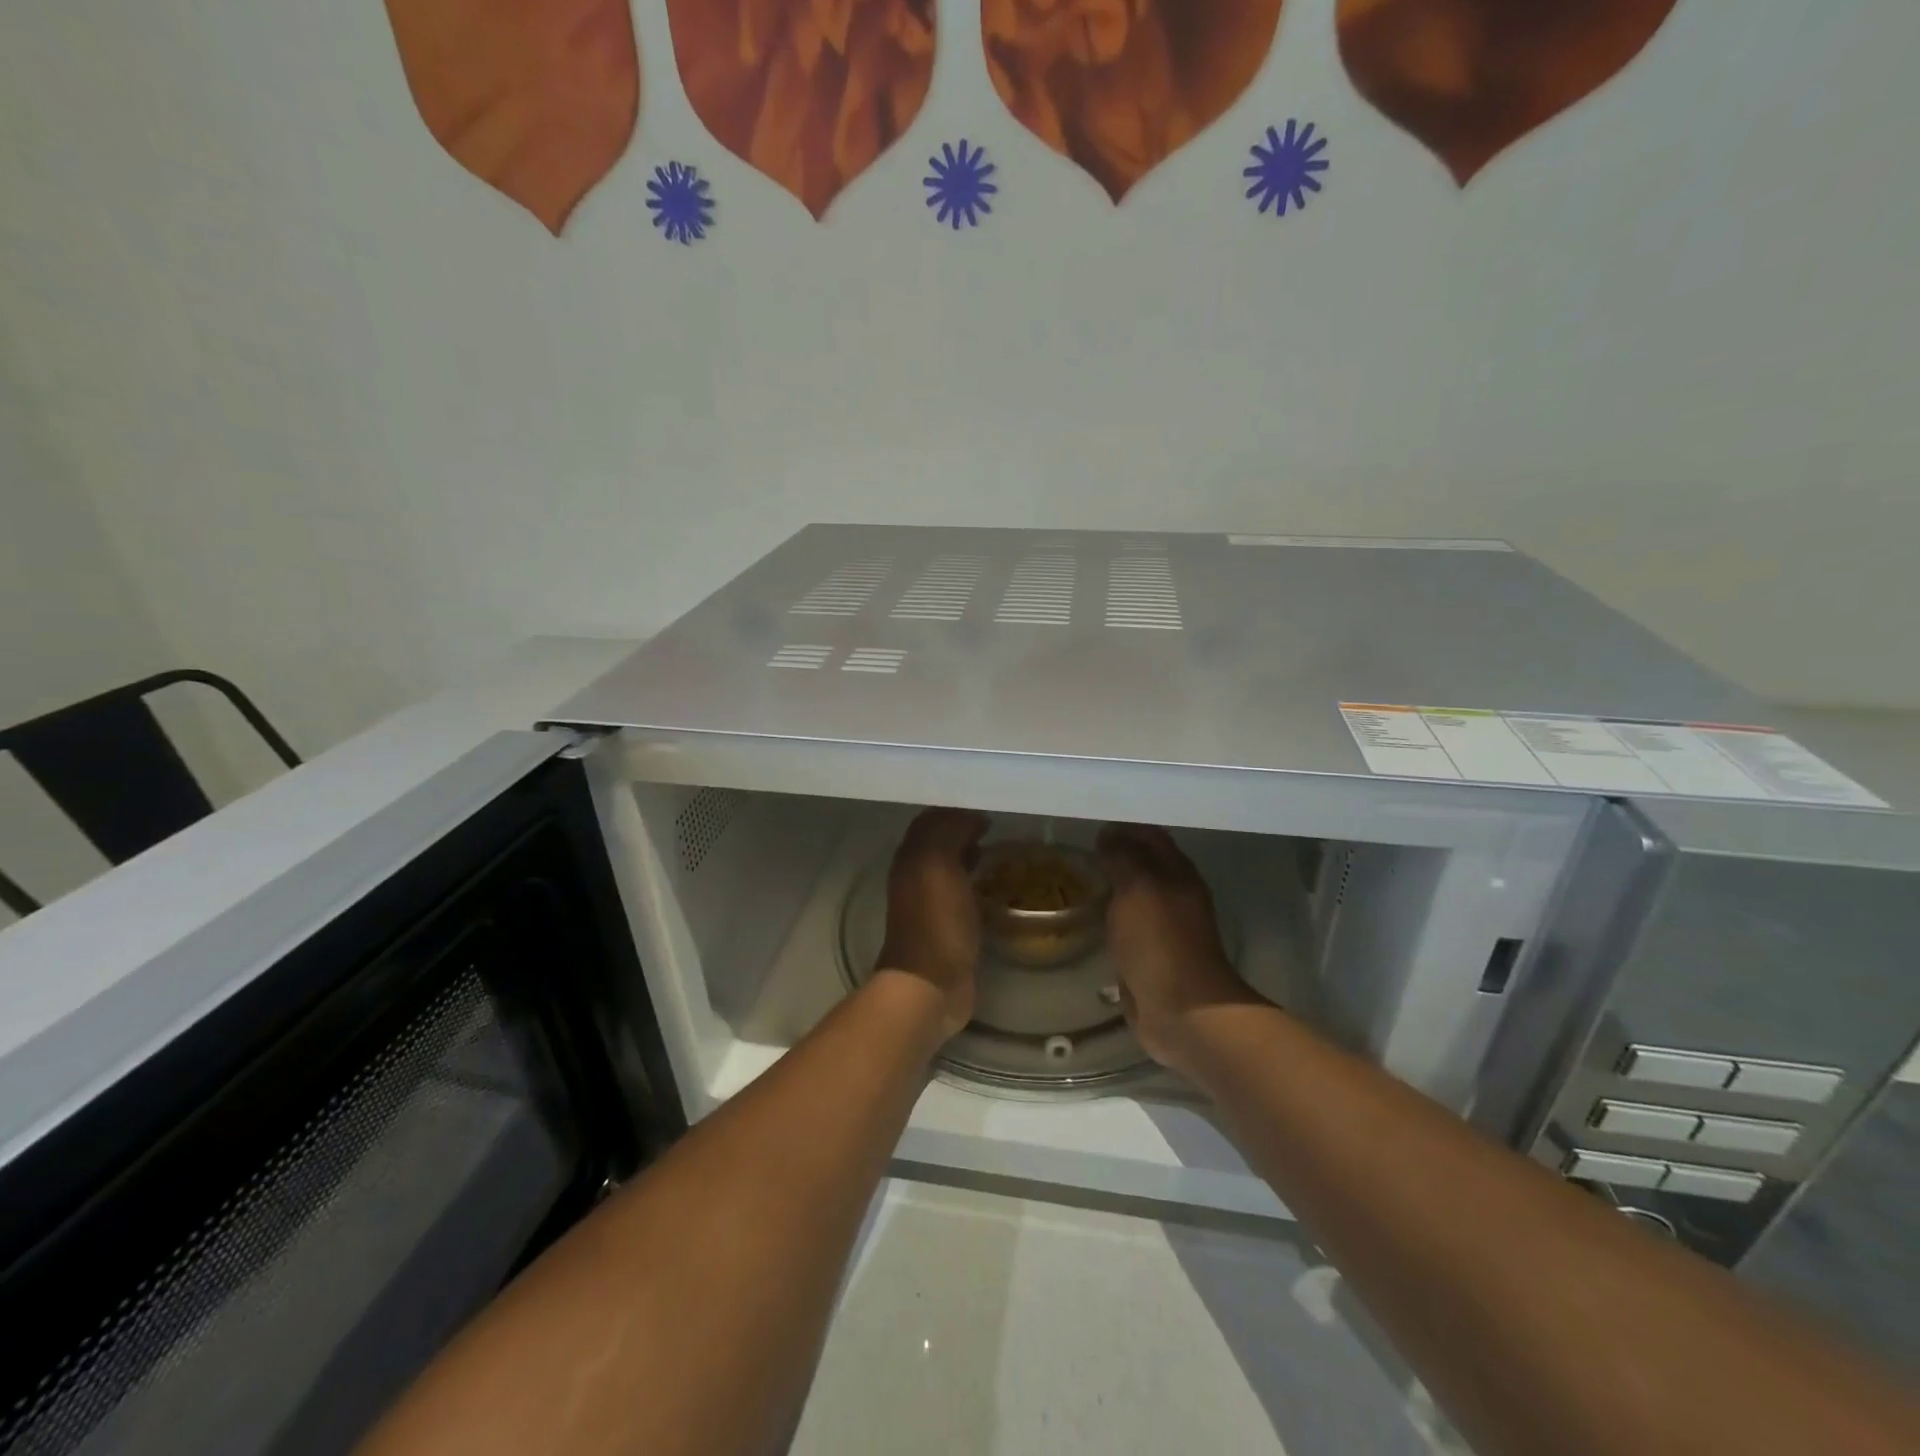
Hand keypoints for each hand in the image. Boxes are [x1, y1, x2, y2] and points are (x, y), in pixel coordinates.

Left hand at [876, 808, 989, 1039]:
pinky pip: (961, 889)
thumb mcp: (939, 865)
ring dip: (969, 851)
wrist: (931, 985)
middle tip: (997, 821)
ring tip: (997, 844)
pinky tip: (994, 880)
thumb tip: (970, 816)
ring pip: (950, 863)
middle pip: (939, 840)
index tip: (987, 801)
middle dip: (963, 827)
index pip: (931, 818)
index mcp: (910, 857)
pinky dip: (975, 878)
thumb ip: (949, 832)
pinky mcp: (947, 924)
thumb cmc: (936, 922)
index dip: (956, 808)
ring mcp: (930, 901)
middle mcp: (915, 874)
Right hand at [1097, 824, 1258, 1075]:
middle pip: (1143, 866)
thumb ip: (1122, 858)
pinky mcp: (1151, 957)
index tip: (1089, 826)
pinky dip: (1110, 919)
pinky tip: (1088, 919)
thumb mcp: (1138, 888)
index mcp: (1178, 873)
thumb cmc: (1160, 942)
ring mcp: (1164, 929)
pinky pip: (1127, 928)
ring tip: (1076, 881)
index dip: (1122, 828)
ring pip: (1134, 897)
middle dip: (1115, 856)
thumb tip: (1108, 835)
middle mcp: (1174, 896)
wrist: (1182, 1011)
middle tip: (1076, 852)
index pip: (1150, 836)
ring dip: (1111, 888)